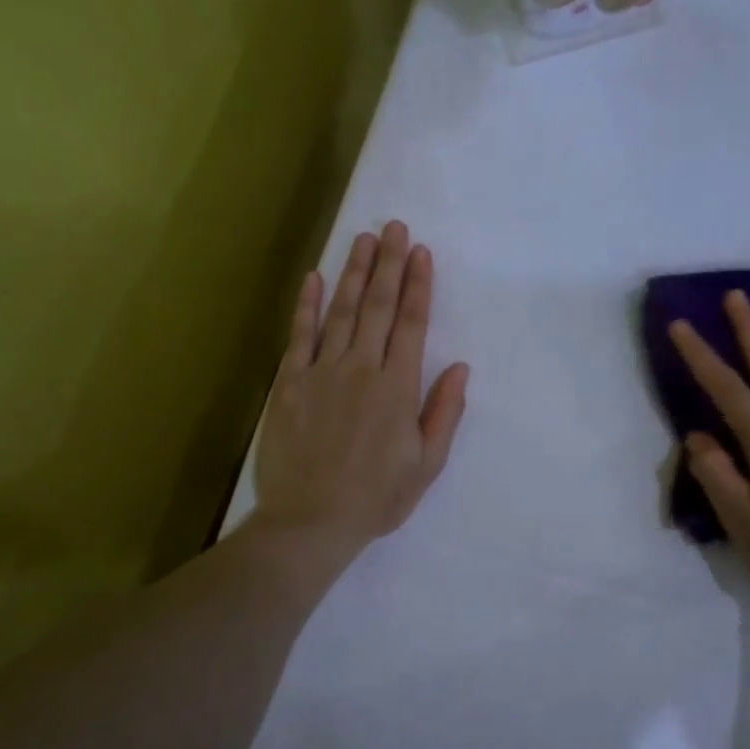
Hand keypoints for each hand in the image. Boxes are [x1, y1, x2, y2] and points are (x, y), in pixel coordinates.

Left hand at [253, 221, 469, 568]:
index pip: (413, 324)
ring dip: (355, 273)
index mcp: (398, 388)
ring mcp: (322, 372)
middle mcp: (361, 368)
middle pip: (379, 307)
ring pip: (341, 311)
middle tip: (394, 227)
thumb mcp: (426, 464)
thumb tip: (460, 367)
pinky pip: (299, 335)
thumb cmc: (375, 498)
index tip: (422, 253)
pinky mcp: (289, 383)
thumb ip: (444, 412)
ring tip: (364, 240)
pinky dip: (307, 305)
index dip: (419, 286)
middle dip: (390, 264)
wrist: (311, 521)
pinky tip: (313, 277)